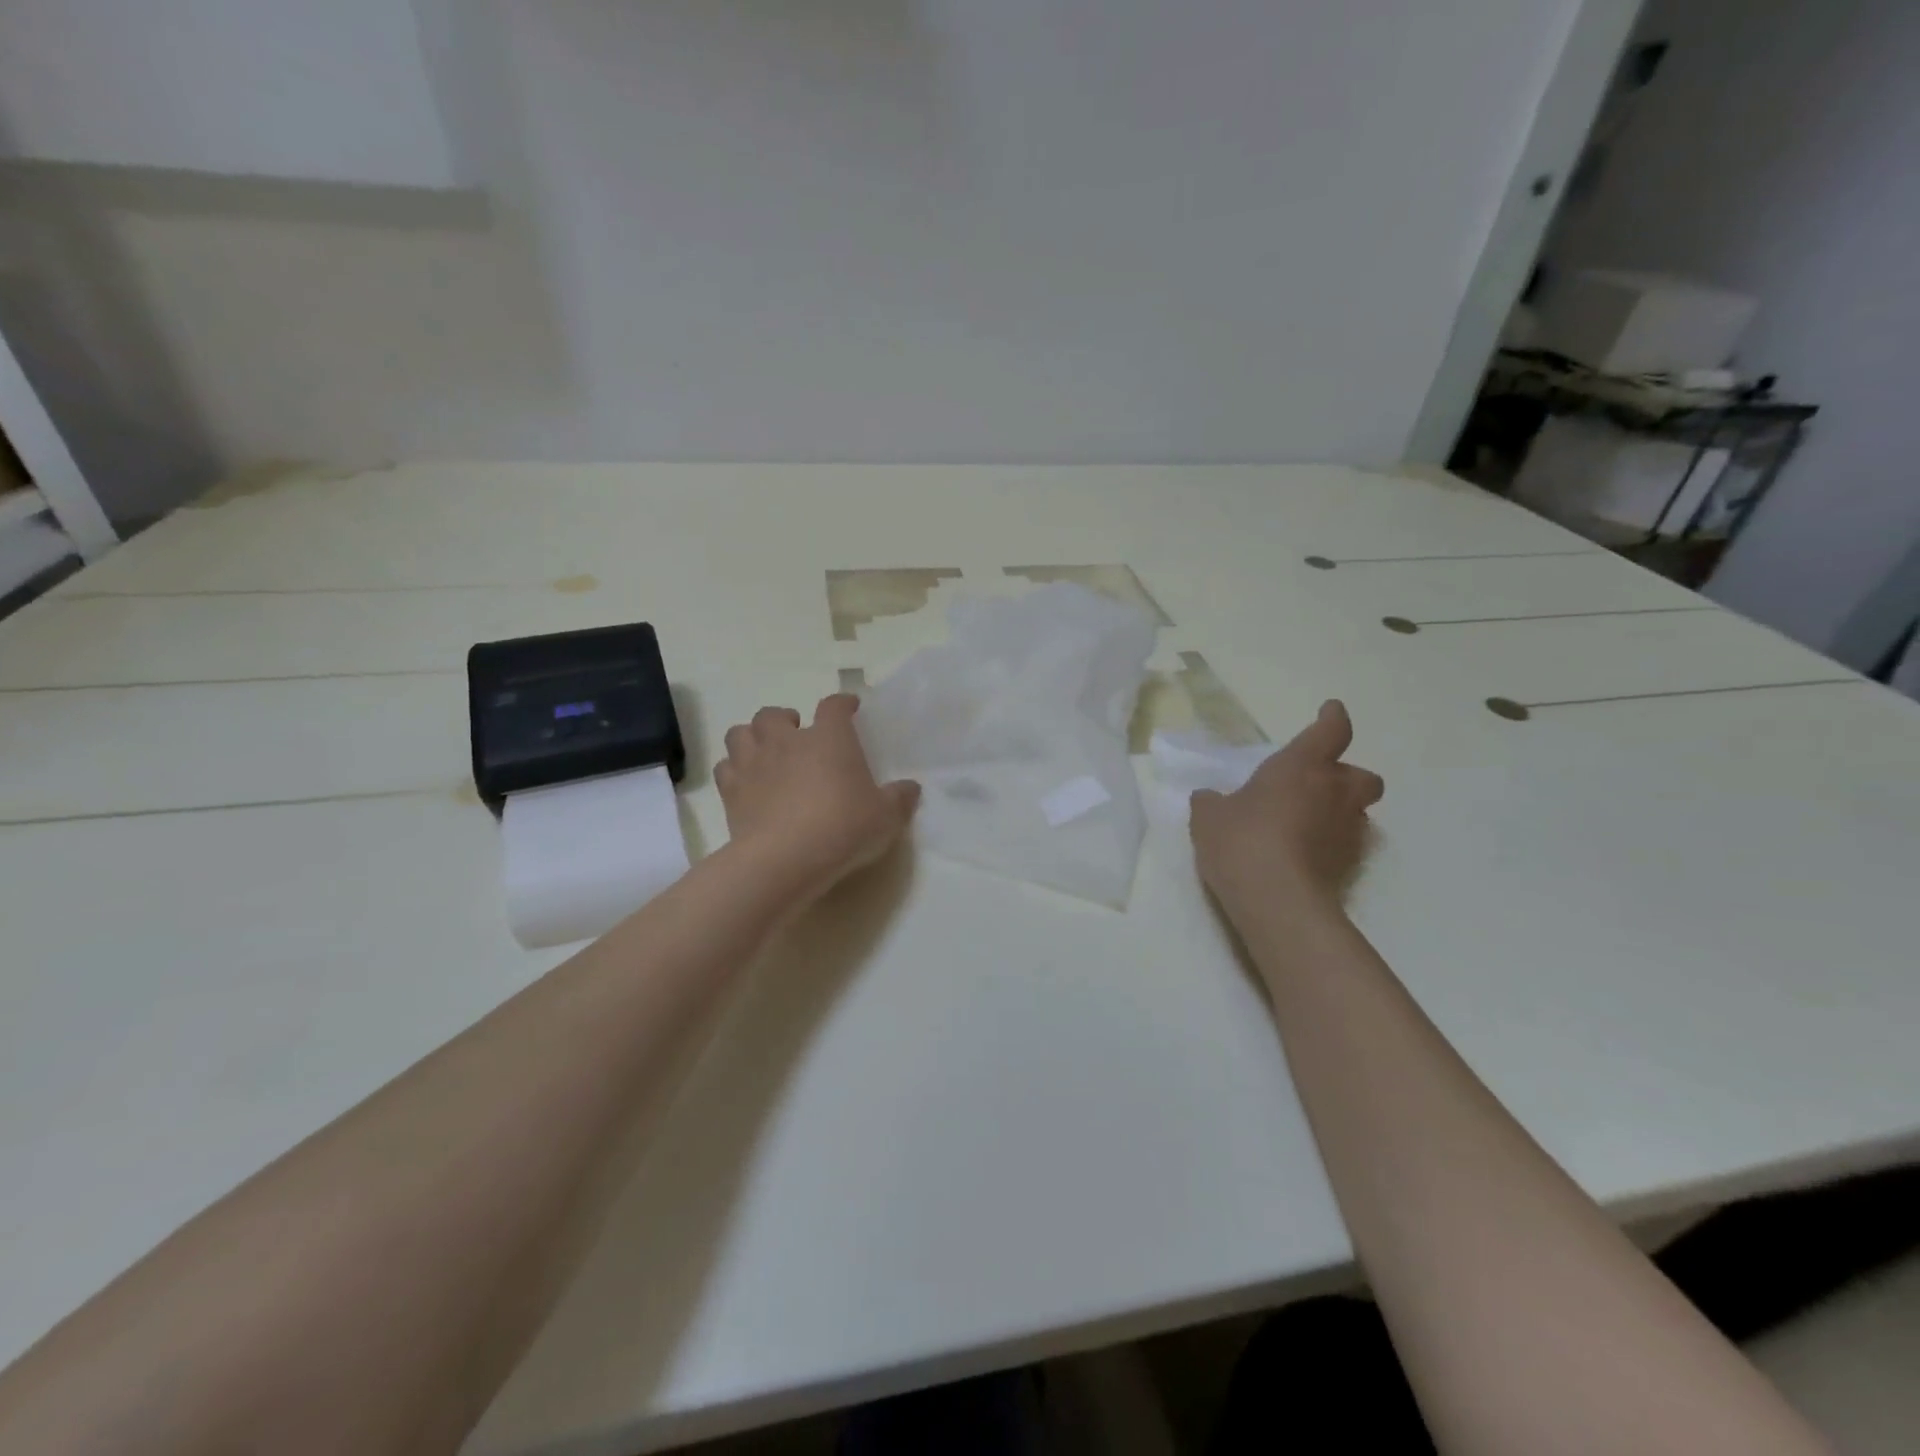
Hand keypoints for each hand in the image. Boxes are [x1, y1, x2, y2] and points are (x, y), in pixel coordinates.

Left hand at [715, 694, 920, 903]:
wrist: (785, 858)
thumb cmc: (843, 828)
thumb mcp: (886, 817)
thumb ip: (899, 799)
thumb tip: (910, 788)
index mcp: (829, 738)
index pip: (834, 706)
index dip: (843, 704)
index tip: (850, 708)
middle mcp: (787, 741)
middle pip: (774, 714)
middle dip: (784, 719)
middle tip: (796, 736)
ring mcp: (754, 763)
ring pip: (741, 732)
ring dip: (752, 738)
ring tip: (765, 753)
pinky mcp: (731, 791)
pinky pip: (725, 768)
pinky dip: (734, 770)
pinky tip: (746, 783)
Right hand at [1190, 700, 1383, 917]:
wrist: (1275, 899)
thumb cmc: (1241, 839)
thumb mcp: (1209, 816)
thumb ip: (1212, 802)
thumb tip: (1210, 799)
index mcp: (1301, 766)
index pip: (1330, 731)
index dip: (1332, 719)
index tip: (1331, 711)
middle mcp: (1333, 793)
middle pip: (1362, 775)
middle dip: (1346, 777)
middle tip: (1318, 785)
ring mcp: (1345, 831)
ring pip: (1357, 811)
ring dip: (1339, 811)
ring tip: (1307, 823)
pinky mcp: (1348, 866)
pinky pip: (1345, 844)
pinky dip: (1329, 843)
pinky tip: (1303, 854)